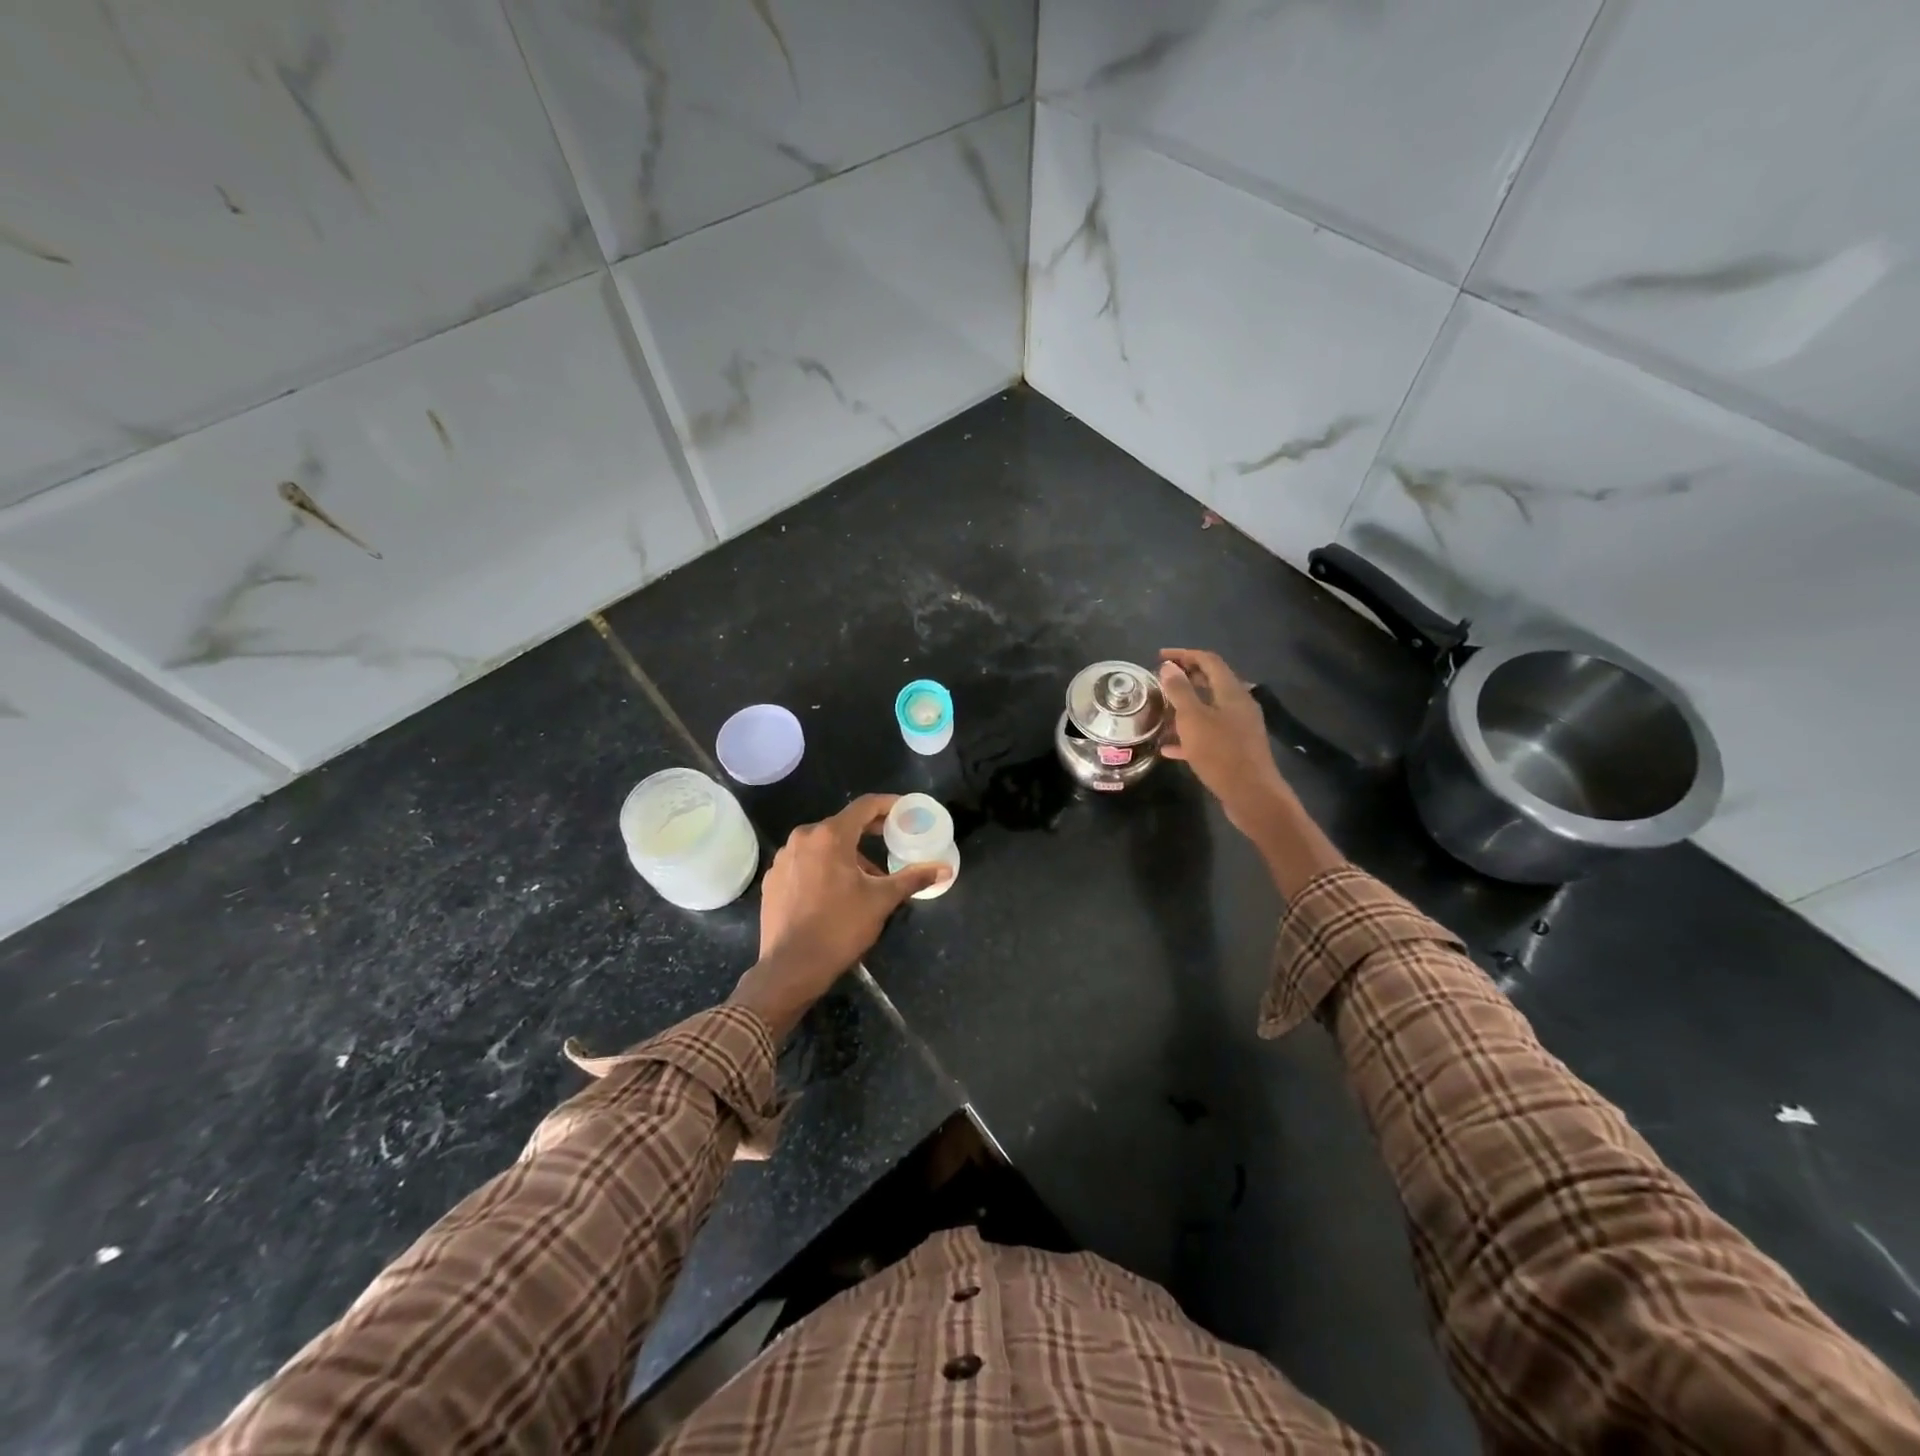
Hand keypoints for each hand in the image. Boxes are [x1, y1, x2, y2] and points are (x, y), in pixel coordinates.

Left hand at [730, 794, 948, 1040]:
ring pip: (822, 845)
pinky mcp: (773, 879)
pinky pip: (804, 862)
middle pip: (842, 825)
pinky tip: (835, 892)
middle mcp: (802, 838)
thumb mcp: (882, 901)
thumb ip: (913, 878)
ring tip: (866, 878)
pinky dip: (823, 867)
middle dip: (869, 832)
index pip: (864, 806)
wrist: (790, 967)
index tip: (905, 811)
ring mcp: (783, 858)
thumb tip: (945, 869)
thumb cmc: (840, 928)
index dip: (888, 805)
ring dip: (847, 854)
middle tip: (892, 841)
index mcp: (830, 836)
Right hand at [1157, 650, 1289, 831]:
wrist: (1252, 795)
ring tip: (1161, 712)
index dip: (1184, 654)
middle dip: (1185, 679)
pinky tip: (1169, 747)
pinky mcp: (1235, 749)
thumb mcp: (1193, 719)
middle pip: (1211, 682)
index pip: (1209, 660)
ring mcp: (1239, 728)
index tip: (1159, 657)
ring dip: (1185, 707)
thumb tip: (1169, 667)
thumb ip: (1180, 691)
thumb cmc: (1221, 753)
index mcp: (1231, 692)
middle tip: (1159, 682)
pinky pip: (1209, 734)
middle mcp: (1239, 705)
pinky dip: (1189, 734)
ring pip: (1208, 709)